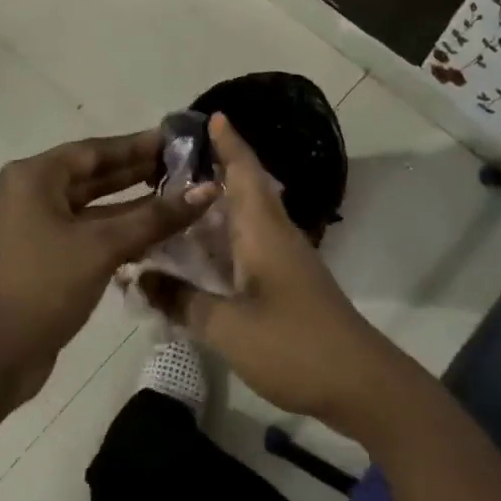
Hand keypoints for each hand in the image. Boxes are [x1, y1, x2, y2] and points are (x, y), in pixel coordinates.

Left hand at [0, 129, 215, 400]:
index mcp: (33, 177)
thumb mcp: (103, 246)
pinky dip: (112, 230)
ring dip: (128, 204)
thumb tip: (207, 191)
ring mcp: (31, 225)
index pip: (94, 150)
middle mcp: (28, 193)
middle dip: (136, 172)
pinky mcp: (38, 255)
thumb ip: (155, 217)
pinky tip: (150, 234)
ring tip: (174, 197)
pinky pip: (81, 230)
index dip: (137, 145)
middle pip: (91, 175)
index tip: (175, 141)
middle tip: (181, 168)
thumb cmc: (45, 284)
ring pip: (88, 205)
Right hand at [156, 114, 417, 437]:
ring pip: (244, 217)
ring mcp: (284, 259)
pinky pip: (247, 244)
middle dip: (213, 168)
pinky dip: (221, 238)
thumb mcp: (228, 327)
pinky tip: (198, 251)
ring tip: (173, 199)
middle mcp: (274, 234)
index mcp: (262, 230)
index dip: (228, 142)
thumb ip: (181, 301)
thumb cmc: (294, 345)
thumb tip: (139, 277)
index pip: (244, 171)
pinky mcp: (287, 282)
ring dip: (214, 205)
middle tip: (169, 161)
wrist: (361, 384)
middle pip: (244, 188)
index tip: (209, 115)